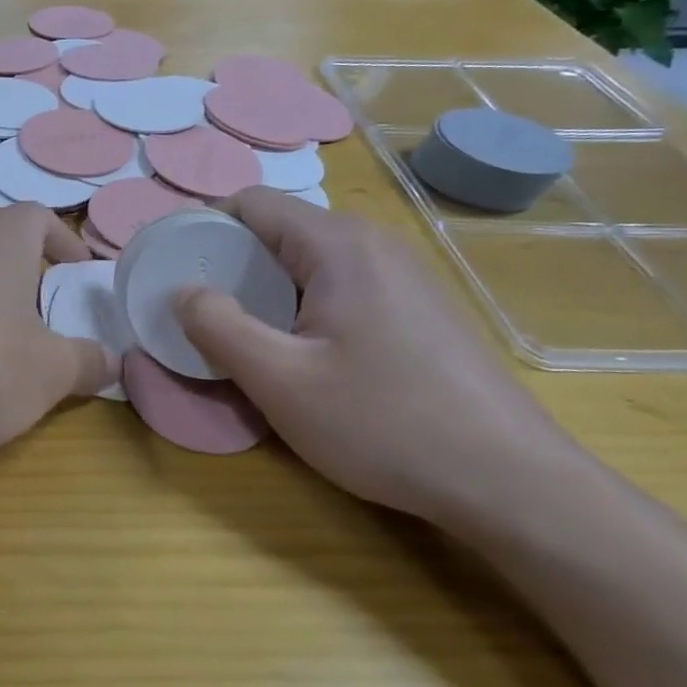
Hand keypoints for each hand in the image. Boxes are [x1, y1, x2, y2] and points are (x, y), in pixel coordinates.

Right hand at [173, 188, 583, 527]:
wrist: (513, 483)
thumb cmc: (385, 424)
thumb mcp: (280, 381)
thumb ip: (218, 327)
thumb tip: (183, 291)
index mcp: (339, 245)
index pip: (250, 204)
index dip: (202, 228)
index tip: (173, 270)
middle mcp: (374, 244)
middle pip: (280, 231)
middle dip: (231, 265)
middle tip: (201, 314)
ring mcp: (405, 275)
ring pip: (310, 262)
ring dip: (266, 290)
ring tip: (246, 339)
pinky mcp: (420, 309)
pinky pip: (342, 288)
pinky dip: (304, 307)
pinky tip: (305, 357)